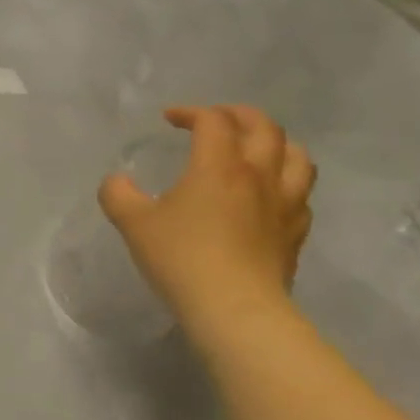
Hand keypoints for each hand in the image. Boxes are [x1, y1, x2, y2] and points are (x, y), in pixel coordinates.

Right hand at [99, 105, 316, 324]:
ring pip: (296, 155)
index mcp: (219, 165)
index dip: (191, 112)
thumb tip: (117, 181)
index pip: (213, 121)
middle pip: (264, 127)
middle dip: (239, 115)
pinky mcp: (296, 232)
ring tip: (256, 149)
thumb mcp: (132, 223)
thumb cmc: (181, 258)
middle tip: (217, 119)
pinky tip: (271, 195)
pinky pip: (301, 194)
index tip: (169, 119)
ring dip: (275, 143)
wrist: (234, 308)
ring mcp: (284, 203)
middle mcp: (258, 175)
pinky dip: (287, 182)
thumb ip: (118, 194)